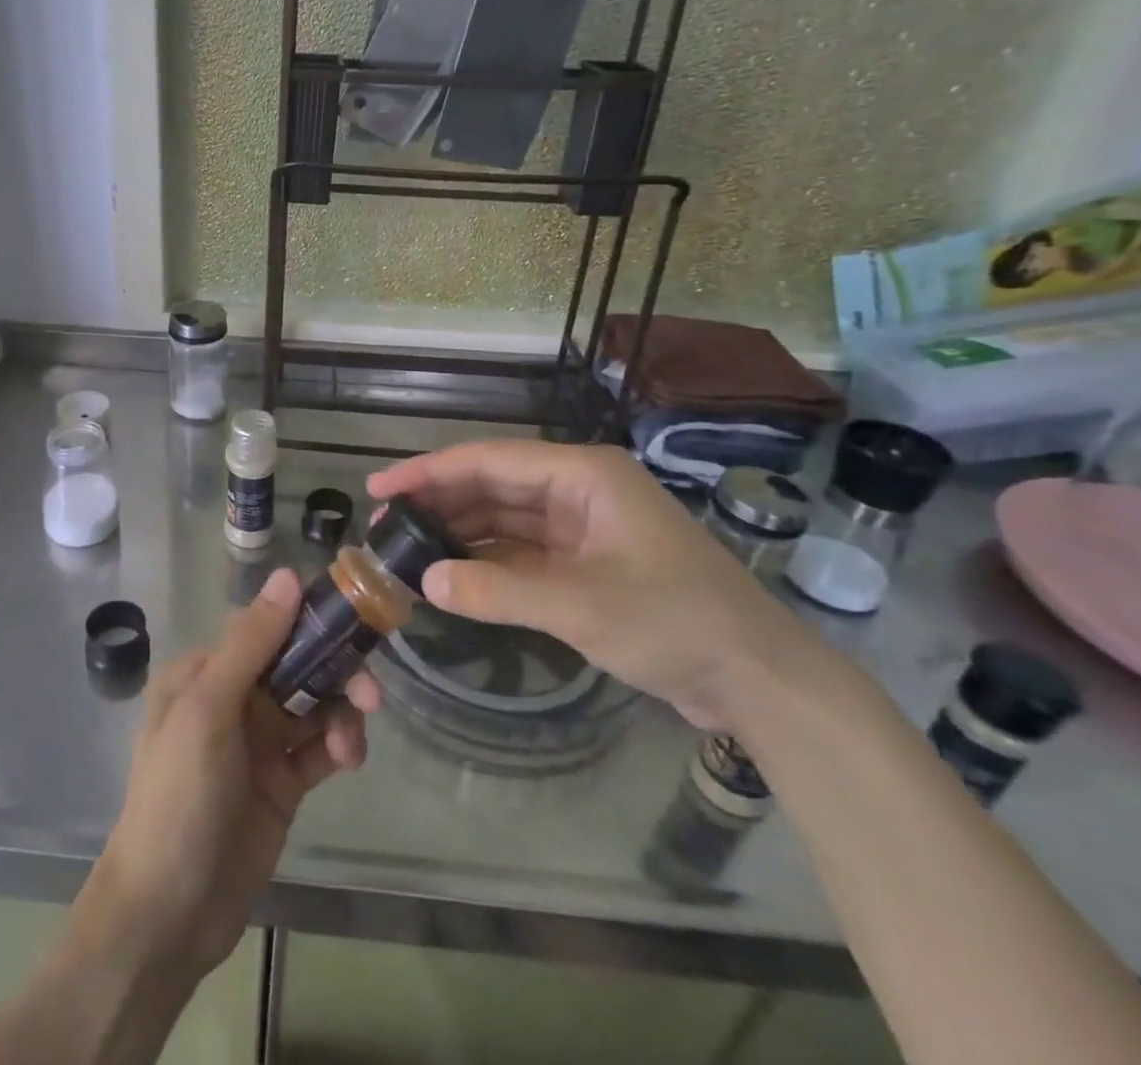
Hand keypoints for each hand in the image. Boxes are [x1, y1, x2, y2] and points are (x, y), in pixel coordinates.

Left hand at [83, 568, 378, 982]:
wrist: (168, 915)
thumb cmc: (178, 798)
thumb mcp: (208, 711)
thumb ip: (251, 644)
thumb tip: (288, 575)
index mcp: (205, 671)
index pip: (265, 626)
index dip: (308, 620)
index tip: (353, 620)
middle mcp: (232, 697)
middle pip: (296, 664)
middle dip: (335, 672)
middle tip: (371, 694)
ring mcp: (259, 742)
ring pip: (315, 704)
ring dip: (341, 714)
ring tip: (350, 747)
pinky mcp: (282, 782)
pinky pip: (320, 747)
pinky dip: (339, 745)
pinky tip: (347, 760)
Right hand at [369, 440, 820, 732]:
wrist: (759, 680)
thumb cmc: (674, 622)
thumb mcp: (580, 605)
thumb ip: (497, 590)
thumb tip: (425, 581)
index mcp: (583, 475)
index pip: (488, 461)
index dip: (429, 472)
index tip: (380, 489)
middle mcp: (579, 489)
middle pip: (493, 485)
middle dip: (439, 503)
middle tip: (385, 526)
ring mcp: (584, 526)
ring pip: (504, 518)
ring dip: (459, 532)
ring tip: (407, 549)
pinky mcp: (587, 562)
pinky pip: (522, 550)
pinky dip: (487, 561)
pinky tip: (452, 574)